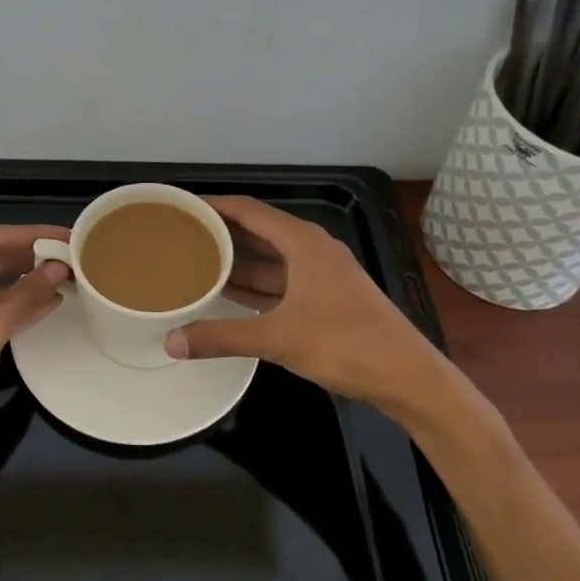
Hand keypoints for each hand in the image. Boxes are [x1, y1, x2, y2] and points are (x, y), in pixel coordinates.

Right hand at [165, 196, 443, 408]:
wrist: (407, 376)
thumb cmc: (344, 343)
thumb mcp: (277, 338)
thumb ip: (222, 337)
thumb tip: (171, 343)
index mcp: (302, 242)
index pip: (248, 210)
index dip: (215, 205)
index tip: (183, 206)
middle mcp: (312, 248)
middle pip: (259, 231)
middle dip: (223, 233)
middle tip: (183, 236)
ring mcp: (323, 273)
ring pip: (271, 259)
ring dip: (239, 262)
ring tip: (199, 264)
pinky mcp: (329, 297)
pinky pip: (282, 280)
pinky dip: (257, 286)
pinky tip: (232, 297)